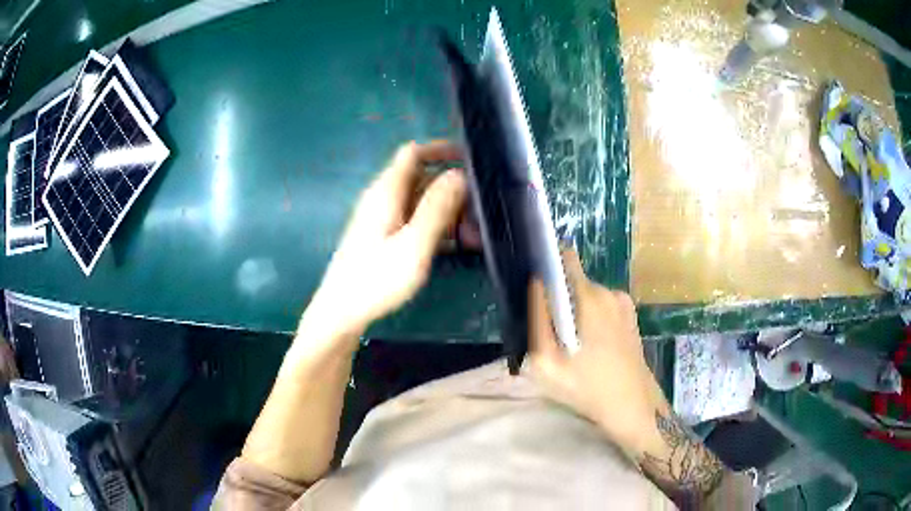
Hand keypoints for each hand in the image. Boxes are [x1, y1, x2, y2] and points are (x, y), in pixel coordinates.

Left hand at [300, 141, 467, 347]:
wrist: (342, 312)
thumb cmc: (376, 280)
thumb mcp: (413, 244)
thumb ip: (437, 208)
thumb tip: (458, 174)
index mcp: (387, 192)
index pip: (414, 153)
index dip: (441, 149)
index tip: (471, 159)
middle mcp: (383, 199)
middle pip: (422, 178)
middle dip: (453, 190)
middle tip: (481, 213)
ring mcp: (382, 219)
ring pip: (422, 202)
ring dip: (449, 213)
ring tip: (475, 236)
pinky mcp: (383, 237)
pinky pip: (415, 221)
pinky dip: (437, 227)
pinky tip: (456, 247)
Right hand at [526, 249, 669, 452]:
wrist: (632, 406)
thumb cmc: (587, 387)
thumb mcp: (547, 362)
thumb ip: (538, 321)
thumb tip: (536, 285)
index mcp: (590, 297)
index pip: (565, 259)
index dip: (548, 266)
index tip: (537, 288)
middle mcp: (609, 291)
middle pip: (573, 282)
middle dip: (559, 299)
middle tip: (552, 333)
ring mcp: (623, 303)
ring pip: (588, 296)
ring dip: (576, 312)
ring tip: (572, 345)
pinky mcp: (630, 316)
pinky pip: (602, 307)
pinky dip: (592, 319)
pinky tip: (591, 347)